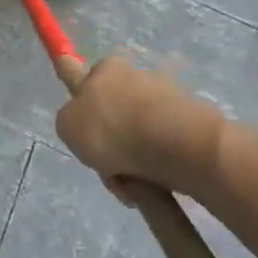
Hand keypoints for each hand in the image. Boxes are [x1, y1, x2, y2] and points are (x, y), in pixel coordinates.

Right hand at [54, 55, 225, 199]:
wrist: (173, 144)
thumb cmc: (111, 129)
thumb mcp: (67, 125)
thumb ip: (71, 121)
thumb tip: (85, 124)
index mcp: (106, 69)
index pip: (83, 71)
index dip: (76, 79)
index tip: (70, 70)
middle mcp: (136, 77)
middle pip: (113, 113)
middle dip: (109, 143)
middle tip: (105, 167)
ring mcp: (166, 100)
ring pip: (138, 136)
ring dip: (132, 162)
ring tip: (132, 185)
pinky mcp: (190, 126)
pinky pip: (162, 151)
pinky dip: (155, 170)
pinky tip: (153, 187)